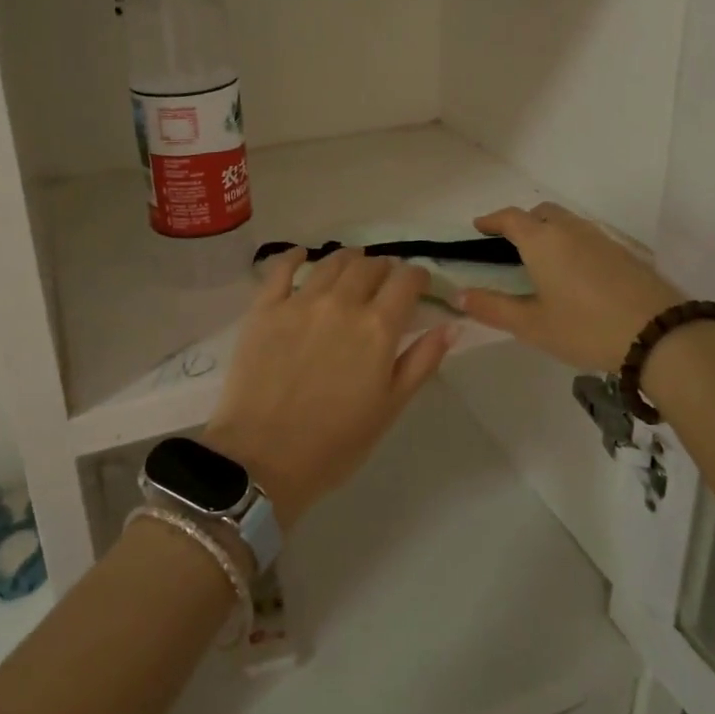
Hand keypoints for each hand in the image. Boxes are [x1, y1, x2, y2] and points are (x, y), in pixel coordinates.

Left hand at [203, 248, 456, 530]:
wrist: (263, 458)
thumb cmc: (336, 443)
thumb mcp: (390, 407)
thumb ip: (422, 361)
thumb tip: (451, 325)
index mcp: (378, 327)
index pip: (406, 281)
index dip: (417, 277)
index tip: (418, 285)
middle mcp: (342, 303)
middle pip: (370, 266)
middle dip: (384, 269)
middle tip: (384, 282)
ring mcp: (300, 302)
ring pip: (331, 263)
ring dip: (348, 259)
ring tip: (352, 265)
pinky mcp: (265, 308)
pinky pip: (281, 269)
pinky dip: (295, 256)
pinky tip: (302, 255)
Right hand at [453, 202, 683, 373]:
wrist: (659, 333)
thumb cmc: (586, 327)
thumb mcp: (532, 325)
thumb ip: (493, 308)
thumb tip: (459, 295)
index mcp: (542, 241)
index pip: (510, 218)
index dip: (492, 220)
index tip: (479, 227)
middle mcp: (570, 230)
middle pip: (541, 212)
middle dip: (522, 221)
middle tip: (509, 243)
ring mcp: (600, 239)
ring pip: (567, 222)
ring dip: (548, 230)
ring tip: (541, 258)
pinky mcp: (623, 253)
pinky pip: (587, 236)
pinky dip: (570, 243)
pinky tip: (574, 272)